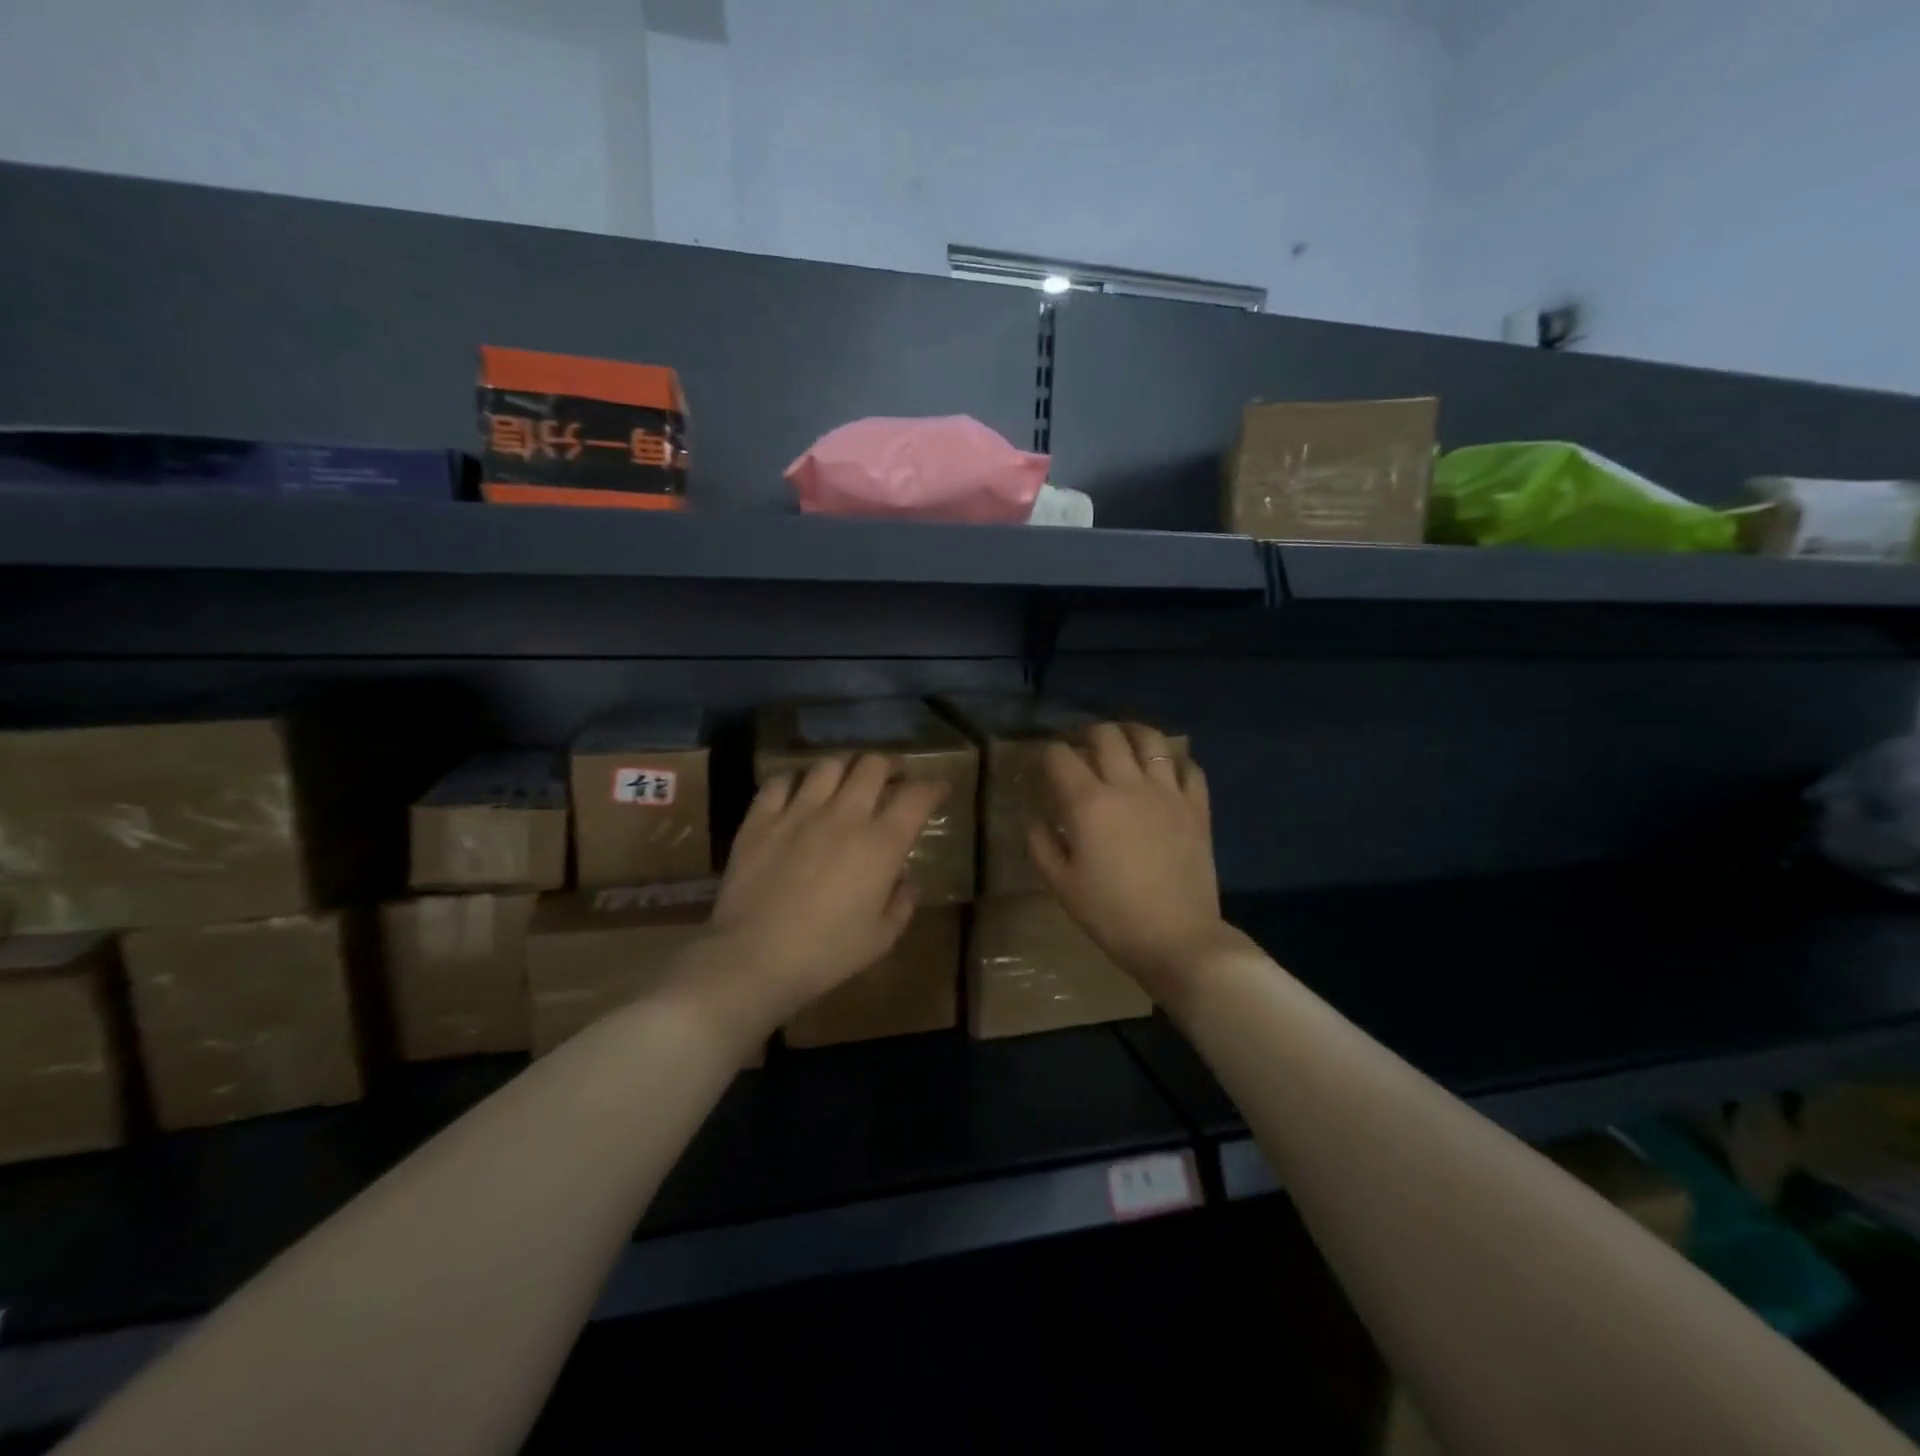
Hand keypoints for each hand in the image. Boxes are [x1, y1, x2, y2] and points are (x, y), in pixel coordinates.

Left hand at [699, 753, 945, 1034]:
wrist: (754, 958)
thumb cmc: (826, 954)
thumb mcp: (881, 939)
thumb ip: (901, 904)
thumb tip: (905, 881)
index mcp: (881, 844)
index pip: (917, 797)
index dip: (934, 787)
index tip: (939, 789)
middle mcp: (844, 815)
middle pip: (872, 766)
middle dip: (889, 766)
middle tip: (892, 778)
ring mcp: (799, 812)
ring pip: (828, 764)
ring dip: (845, 767)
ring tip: (846, 780)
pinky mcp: (761, 819)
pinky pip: (781, 781)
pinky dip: (795, 781)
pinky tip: (798, 793)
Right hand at [1027, 722, 1234, 1005]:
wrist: (1178, 940)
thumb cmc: (1111, 915)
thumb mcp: (1061, 885)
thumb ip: (1041, 845)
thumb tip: (1037, 819)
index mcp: (1088, 803)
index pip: (1061, 756)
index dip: (1047, 753)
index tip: (1043, 764)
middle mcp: (1128, 786)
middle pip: (1106, 735)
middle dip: (1087, 734)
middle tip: (1081, 749)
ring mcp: (1167, 793)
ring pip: (1151, 740)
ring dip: (1131, 733)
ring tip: (1123, 743)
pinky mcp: (1197, 807)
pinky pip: (1189, 767)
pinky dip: (1174, 761)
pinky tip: (1164, 771)